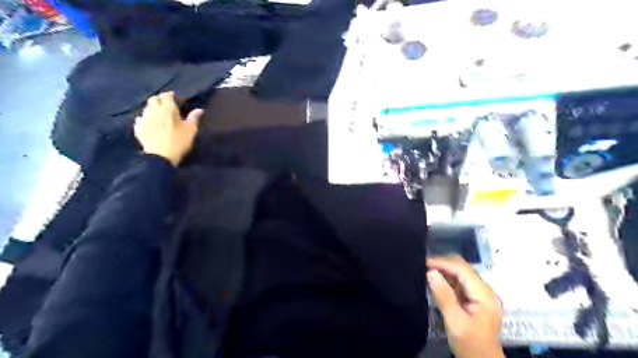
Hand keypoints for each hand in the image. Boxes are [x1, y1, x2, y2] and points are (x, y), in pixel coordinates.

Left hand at [133, 91, 203, 165]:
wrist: (161, 156)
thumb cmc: (179, 142)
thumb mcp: (190, 130)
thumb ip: (194, 118)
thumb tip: (199, 110)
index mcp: (167, 109)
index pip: (166, 96)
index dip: (170, 95)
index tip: (174, 97)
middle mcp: (153, 110)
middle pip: (154, 99)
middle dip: (159, 99)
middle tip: (165, 103)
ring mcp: (144, 119)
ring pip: (146, 108)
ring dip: (152, 108)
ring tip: (158, 113)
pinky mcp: (138, 128)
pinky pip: (140, 119)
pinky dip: (145, 118)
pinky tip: (149, 123)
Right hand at [428, 256, 503, 357]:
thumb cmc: (470, 345)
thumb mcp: (455, 322)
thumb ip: (443, 296)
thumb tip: (431, 272)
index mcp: (484, 295)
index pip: (462, 269)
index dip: (443, 263)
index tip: (424, 262)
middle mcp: (484, 291)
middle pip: (463, 269)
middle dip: (444, 264)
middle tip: (423, 265)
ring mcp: (480, 295)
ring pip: (461, 274)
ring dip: (444, 271)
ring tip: (426, 271)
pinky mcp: (474, 300)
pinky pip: (459, 283)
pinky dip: (447, 279)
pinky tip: (436, 281)